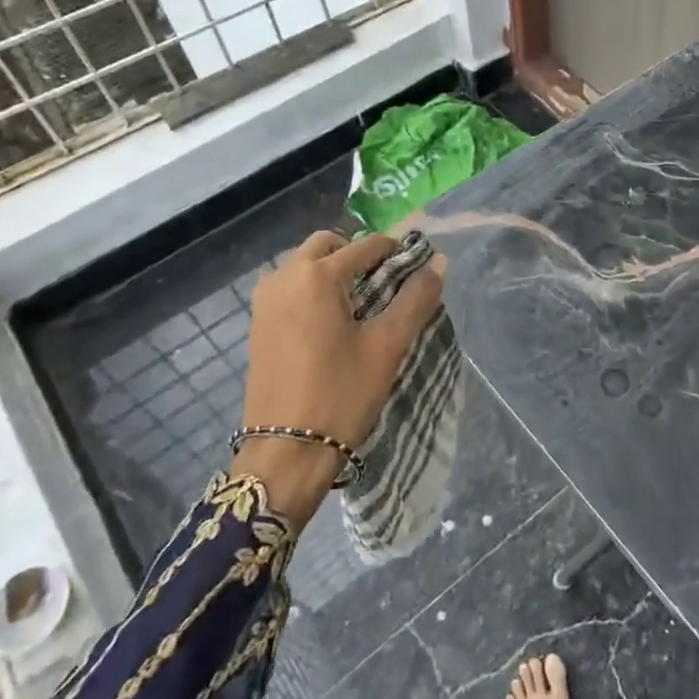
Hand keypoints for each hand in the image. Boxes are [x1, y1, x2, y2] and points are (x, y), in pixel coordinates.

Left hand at [240, 230, 444, 448]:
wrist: (287, 452)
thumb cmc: (342, 394)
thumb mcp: (388, 345)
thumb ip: (416, 298)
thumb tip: (439, 261)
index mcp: (316, 276)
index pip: (367, 246)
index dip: (397, 253)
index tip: (418, 272)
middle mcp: (284, 277)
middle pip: (328, 245)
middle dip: (359, 256)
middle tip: (386, 286)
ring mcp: (265, 301)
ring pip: (305, 266)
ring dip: (334, 272)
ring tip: (362, 308)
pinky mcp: (258, 324)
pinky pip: (290, 289)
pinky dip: (314, 292)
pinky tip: (334, 325)